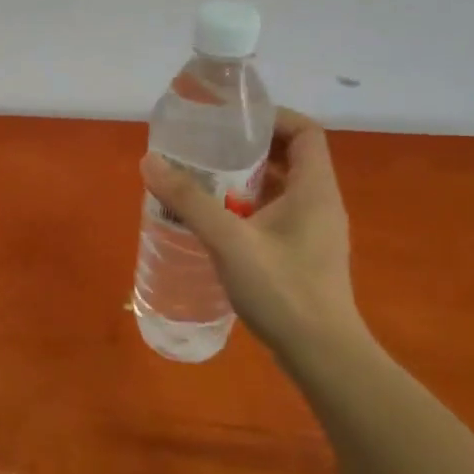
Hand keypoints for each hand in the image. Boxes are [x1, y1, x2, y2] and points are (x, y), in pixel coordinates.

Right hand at [142, 108, 367, 359]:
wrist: (323, 355)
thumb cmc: (282, 290)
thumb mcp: (228, 241)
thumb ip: (189, 201)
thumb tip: (150, 162)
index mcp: (314, 189)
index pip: (305, 131)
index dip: (272, 118)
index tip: (233, 122)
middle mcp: (321, 203)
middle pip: (292, 157)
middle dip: (250, 150)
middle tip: (209, 151)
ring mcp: (317, 232)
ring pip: (284, 189)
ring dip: (248, 181)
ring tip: (206, 183)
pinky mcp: (307, 255)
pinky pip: (280, 216)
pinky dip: (252, 209)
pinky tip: (219, 225)